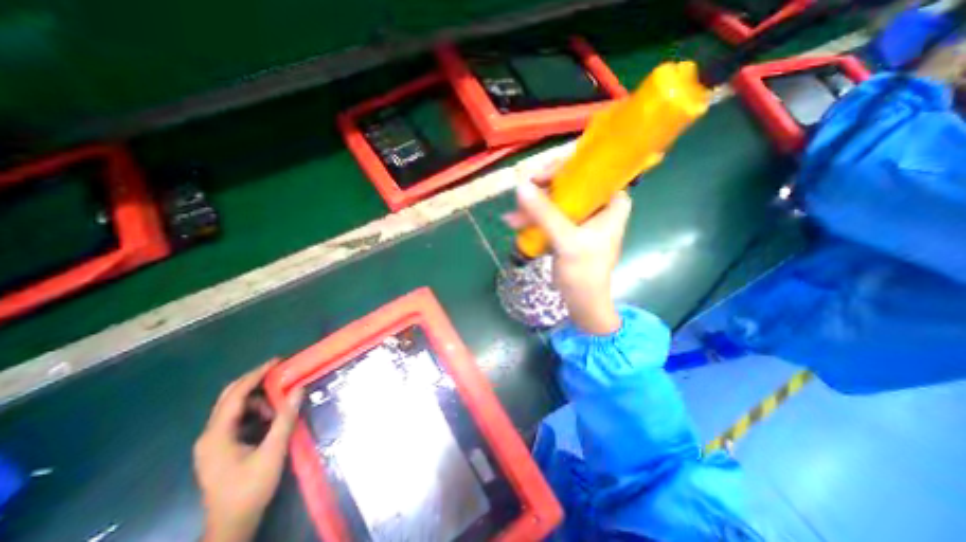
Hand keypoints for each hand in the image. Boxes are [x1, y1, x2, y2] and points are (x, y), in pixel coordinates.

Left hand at [192, 362, 302, 540]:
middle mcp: (209, 435)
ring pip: (235, 408)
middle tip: (280, 372)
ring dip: (258, 401)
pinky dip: (255, 413)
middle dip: (255, 382)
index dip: (256, 374)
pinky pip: (237, 419)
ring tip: (279, 407)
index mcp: (217, 435)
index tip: (278, 361)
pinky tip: (270, 419)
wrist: (231, 524)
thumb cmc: (251, 487)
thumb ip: (285, 417)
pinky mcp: (220, 448)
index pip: (235, 395)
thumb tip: (299, 388)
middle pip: (230, 397)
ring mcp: (213, 442)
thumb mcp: (273, 451)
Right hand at [507, 165, 634, 333]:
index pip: (590, 170)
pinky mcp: (568, 227)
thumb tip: (520, 186)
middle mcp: (598, 203)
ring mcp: (582, 215)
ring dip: (533, 206)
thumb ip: (545, 214)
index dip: (564, 167)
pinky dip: (533, 217)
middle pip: (569, 182)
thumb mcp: (567, 242)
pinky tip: (516, 223)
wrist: (582, 301)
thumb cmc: (585, 273)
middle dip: (542, 190)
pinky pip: (549, 213)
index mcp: (611, 201)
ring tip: (513, 218)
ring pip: (556, 198)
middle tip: (522, 196)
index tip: (539, 177)